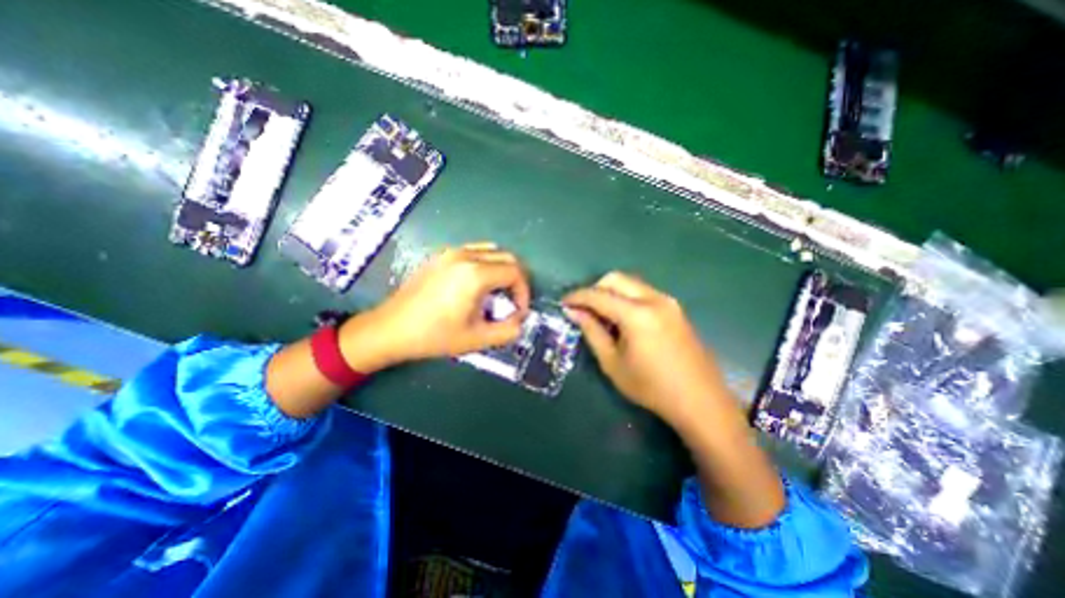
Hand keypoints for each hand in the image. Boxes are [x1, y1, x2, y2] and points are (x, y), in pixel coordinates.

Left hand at [340, 244, 532, 367]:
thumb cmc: (434, 336)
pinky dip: (486, 264)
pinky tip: (476, 285)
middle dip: (516, 280)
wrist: (390, 329)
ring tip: (496, 293)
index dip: (524, 293)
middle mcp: (466, 256)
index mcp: (476, 274)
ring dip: (502, 270)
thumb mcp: (476, 340)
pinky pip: (474, 251)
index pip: (516, 273)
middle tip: (512, 302)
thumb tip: (519, 321)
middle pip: (507, 257)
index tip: (518, 312)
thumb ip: (507, 331)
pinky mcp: (440, 256)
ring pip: (492, 251)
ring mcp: (451, 252)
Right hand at [560, 272, 729, 427]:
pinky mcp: (675, 308)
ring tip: (601, 315)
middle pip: (615, 279)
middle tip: (582, 309)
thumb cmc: (651, 387)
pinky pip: (643, 292)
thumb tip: (573, 312)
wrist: (701, 401)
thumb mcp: (613, 363)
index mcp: (637, 314)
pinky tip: (622, 319)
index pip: (598, 295)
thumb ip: (592, 331)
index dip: (577, 297)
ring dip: (611, 292)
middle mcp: (654, 298)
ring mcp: (668, 301)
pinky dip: (626, 298)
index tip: (563, 303)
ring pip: (630, 283)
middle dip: (594, 289)